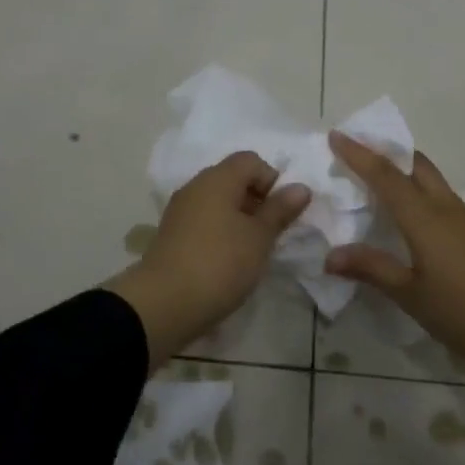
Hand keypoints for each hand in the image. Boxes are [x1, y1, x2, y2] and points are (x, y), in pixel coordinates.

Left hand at [105, 151, 310, 368]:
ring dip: (239, 219)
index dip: (272, 179)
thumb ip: (280, 210)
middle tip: (271, 232)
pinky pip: (204, 221)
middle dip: (257, 200)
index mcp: (217, 179)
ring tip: (252, 250)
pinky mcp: (172, 235)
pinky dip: (221, 232)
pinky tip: (229, 260)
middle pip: (233, 179)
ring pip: (218, 202)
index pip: (250, 160)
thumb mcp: (259, 238)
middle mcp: (195, 187)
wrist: (164, 304)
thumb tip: (300, 187)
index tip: (281, 211)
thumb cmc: (220, 264)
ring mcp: (180, 211)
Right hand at [325, 131, 464, 368]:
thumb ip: (372, 269)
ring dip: (405, 168)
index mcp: (425, 217)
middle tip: (358, 150)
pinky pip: (443, 196)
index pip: (386, 176)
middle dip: (386, 151)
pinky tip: (413, 214)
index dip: (359, 154)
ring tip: (379, 178)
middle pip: (415, 164)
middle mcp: (446, 207)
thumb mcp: (411, 295)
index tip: (336, 135)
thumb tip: (330, 255)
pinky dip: (420, 189)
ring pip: (432, 178)